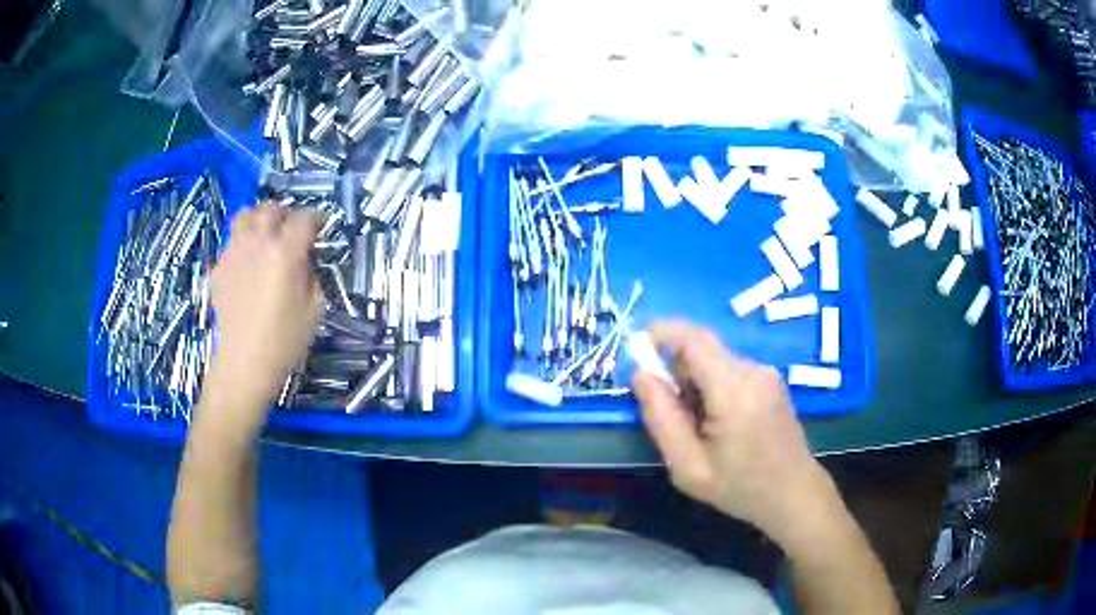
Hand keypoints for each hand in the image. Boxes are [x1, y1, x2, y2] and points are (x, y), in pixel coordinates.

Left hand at [209, 204, 321, 408]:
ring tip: (263, 237)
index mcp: (286, 252)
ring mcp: (234, 253)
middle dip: (284, 214)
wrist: (245, 363)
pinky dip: (241, 245)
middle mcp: (258, 243)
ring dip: (257, 221)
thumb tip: (305, 260)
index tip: (319, 228)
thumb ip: (312, 274)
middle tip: (289, 231)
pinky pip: (231, 242)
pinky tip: (246, 265)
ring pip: (244, 215)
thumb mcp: (315, 308)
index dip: (316, 218)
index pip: (305, 217)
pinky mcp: (219, 267)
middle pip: (271, 208)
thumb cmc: (285, 340)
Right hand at [632, 320, 839, 548]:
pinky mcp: (771, 380)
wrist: (795, 494)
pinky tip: (717, 421)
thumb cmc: (741, 488)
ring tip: (694, 424)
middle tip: (665, 407)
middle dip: (674, 365)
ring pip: (715, 358)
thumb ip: (661, 418)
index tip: (636, 347)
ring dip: (694, 378)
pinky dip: (712, 384)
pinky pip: (730, 369)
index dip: (661, 332)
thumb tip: (641, 375)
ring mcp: (766, 373)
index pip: (693, 339)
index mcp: (735, 390)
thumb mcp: (688, 467)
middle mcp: (754, 371)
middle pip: (703, 347)